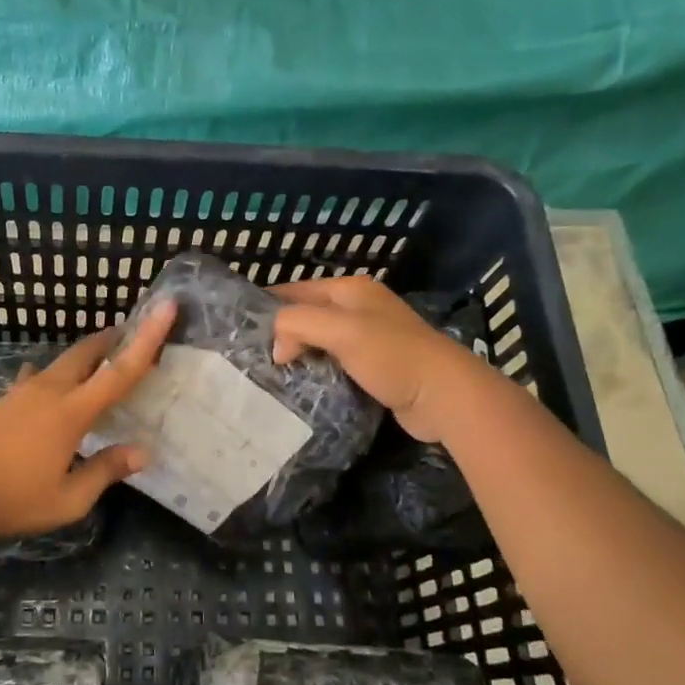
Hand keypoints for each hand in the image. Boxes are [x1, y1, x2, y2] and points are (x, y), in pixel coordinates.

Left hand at [0, 301, 177, 541]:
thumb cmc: (13, 499)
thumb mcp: (68, 499)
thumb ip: (105, 471)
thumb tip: (142, 453)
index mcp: (72, 412)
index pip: (120, 372)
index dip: (147, 339)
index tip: (166, 308)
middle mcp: (49, 392)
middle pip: (87, 353)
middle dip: (112, 338)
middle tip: (132, 331)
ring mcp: (21, 394)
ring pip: (60, 362)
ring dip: (85, 356)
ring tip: (100, 360)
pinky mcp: (3, 402)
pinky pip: (36, 378)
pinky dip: (53, 376)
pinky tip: (46, 385)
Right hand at [271, 275, 470, 440]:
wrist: (443, 395)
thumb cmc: (391, 355)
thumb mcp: (340, 330)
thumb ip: (297, 324)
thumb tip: (277, 347)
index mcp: (350, 289)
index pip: (295, 289)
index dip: (268, 307)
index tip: (241, 331)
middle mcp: (358, 308)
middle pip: (306, 315)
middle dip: (281, 333)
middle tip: (251, 357)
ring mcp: (368, 338)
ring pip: (319, 341)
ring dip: (298, 355)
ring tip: (269, 374)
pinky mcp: (373, 367)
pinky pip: (333, 363)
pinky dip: (316, 371)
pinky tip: (300, 386)